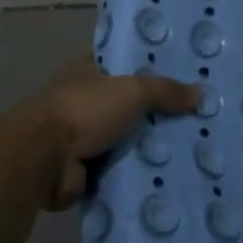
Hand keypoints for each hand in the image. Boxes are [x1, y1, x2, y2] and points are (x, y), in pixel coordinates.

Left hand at [17, 61, 198, 209]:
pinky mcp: (83, 169)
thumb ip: (164, 91)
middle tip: (197, 120)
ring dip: (147, 148)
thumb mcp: (131, 91)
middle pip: (127, 105)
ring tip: (191, 151)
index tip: (182, 76)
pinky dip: (135, 175)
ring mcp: (80, 137)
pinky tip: (168, 178)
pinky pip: (117, 170)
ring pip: (124, 140)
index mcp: (87, 71)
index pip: (121, 63)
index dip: (148, 67)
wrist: (43, 159)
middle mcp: (83, 101)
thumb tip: (199, 93)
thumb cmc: (84, 111)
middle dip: (156, 113)